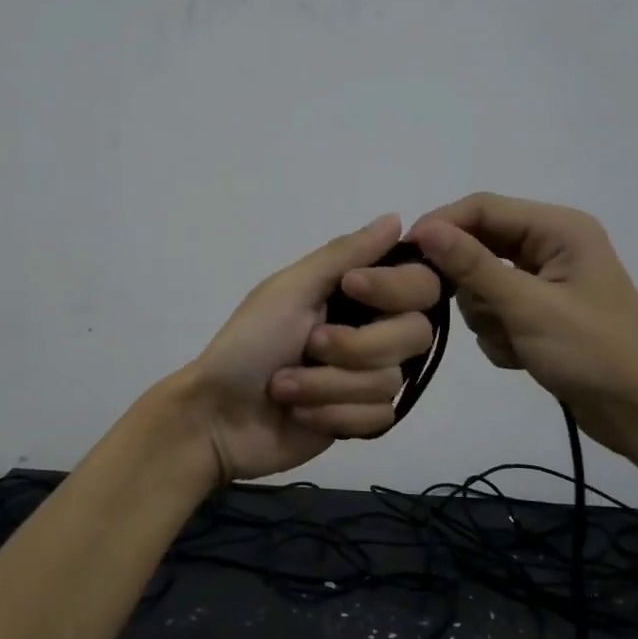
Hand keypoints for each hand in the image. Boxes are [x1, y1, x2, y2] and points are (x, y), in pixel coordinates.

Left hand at [186, 214, 442, 480]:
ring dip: (327, 385)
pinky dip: (332, 415)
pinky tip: (301, 414)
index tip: (351, 287)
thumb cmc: (248, 344)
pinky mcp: (362, 420)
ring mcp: (368, 378)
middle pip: (414, 334)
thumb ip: (344, 254)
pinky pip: (378, 417)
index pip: (420, 283)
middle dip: (354, 346)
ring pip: (390, 381)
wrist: (218, 416)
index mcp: (358, 295)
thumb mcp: (290, 290)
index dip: (395, 287)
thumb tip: (396, 218)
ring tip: (285, 387)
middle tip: (308, 346)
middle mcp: (373, 332)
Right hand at [408, 193, 637, 460]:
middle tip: (468, 312)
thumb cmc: (593, 352)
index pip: (483, 208)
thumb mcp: (528, 307)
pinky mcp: (541, 314)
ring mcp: (546, 282)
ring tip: (513, 341)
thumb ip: (473, 266)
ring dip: (487, 315)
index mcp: (559, 229)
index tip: (403, 256)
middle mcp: (551, 246)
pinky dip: (499, 334)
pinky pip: (496, 311)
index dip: (441, 226)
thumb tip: (423, 228)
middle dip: (470, 283)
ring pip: (482, 284)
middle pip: (480, 246)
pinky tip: (521, 356)